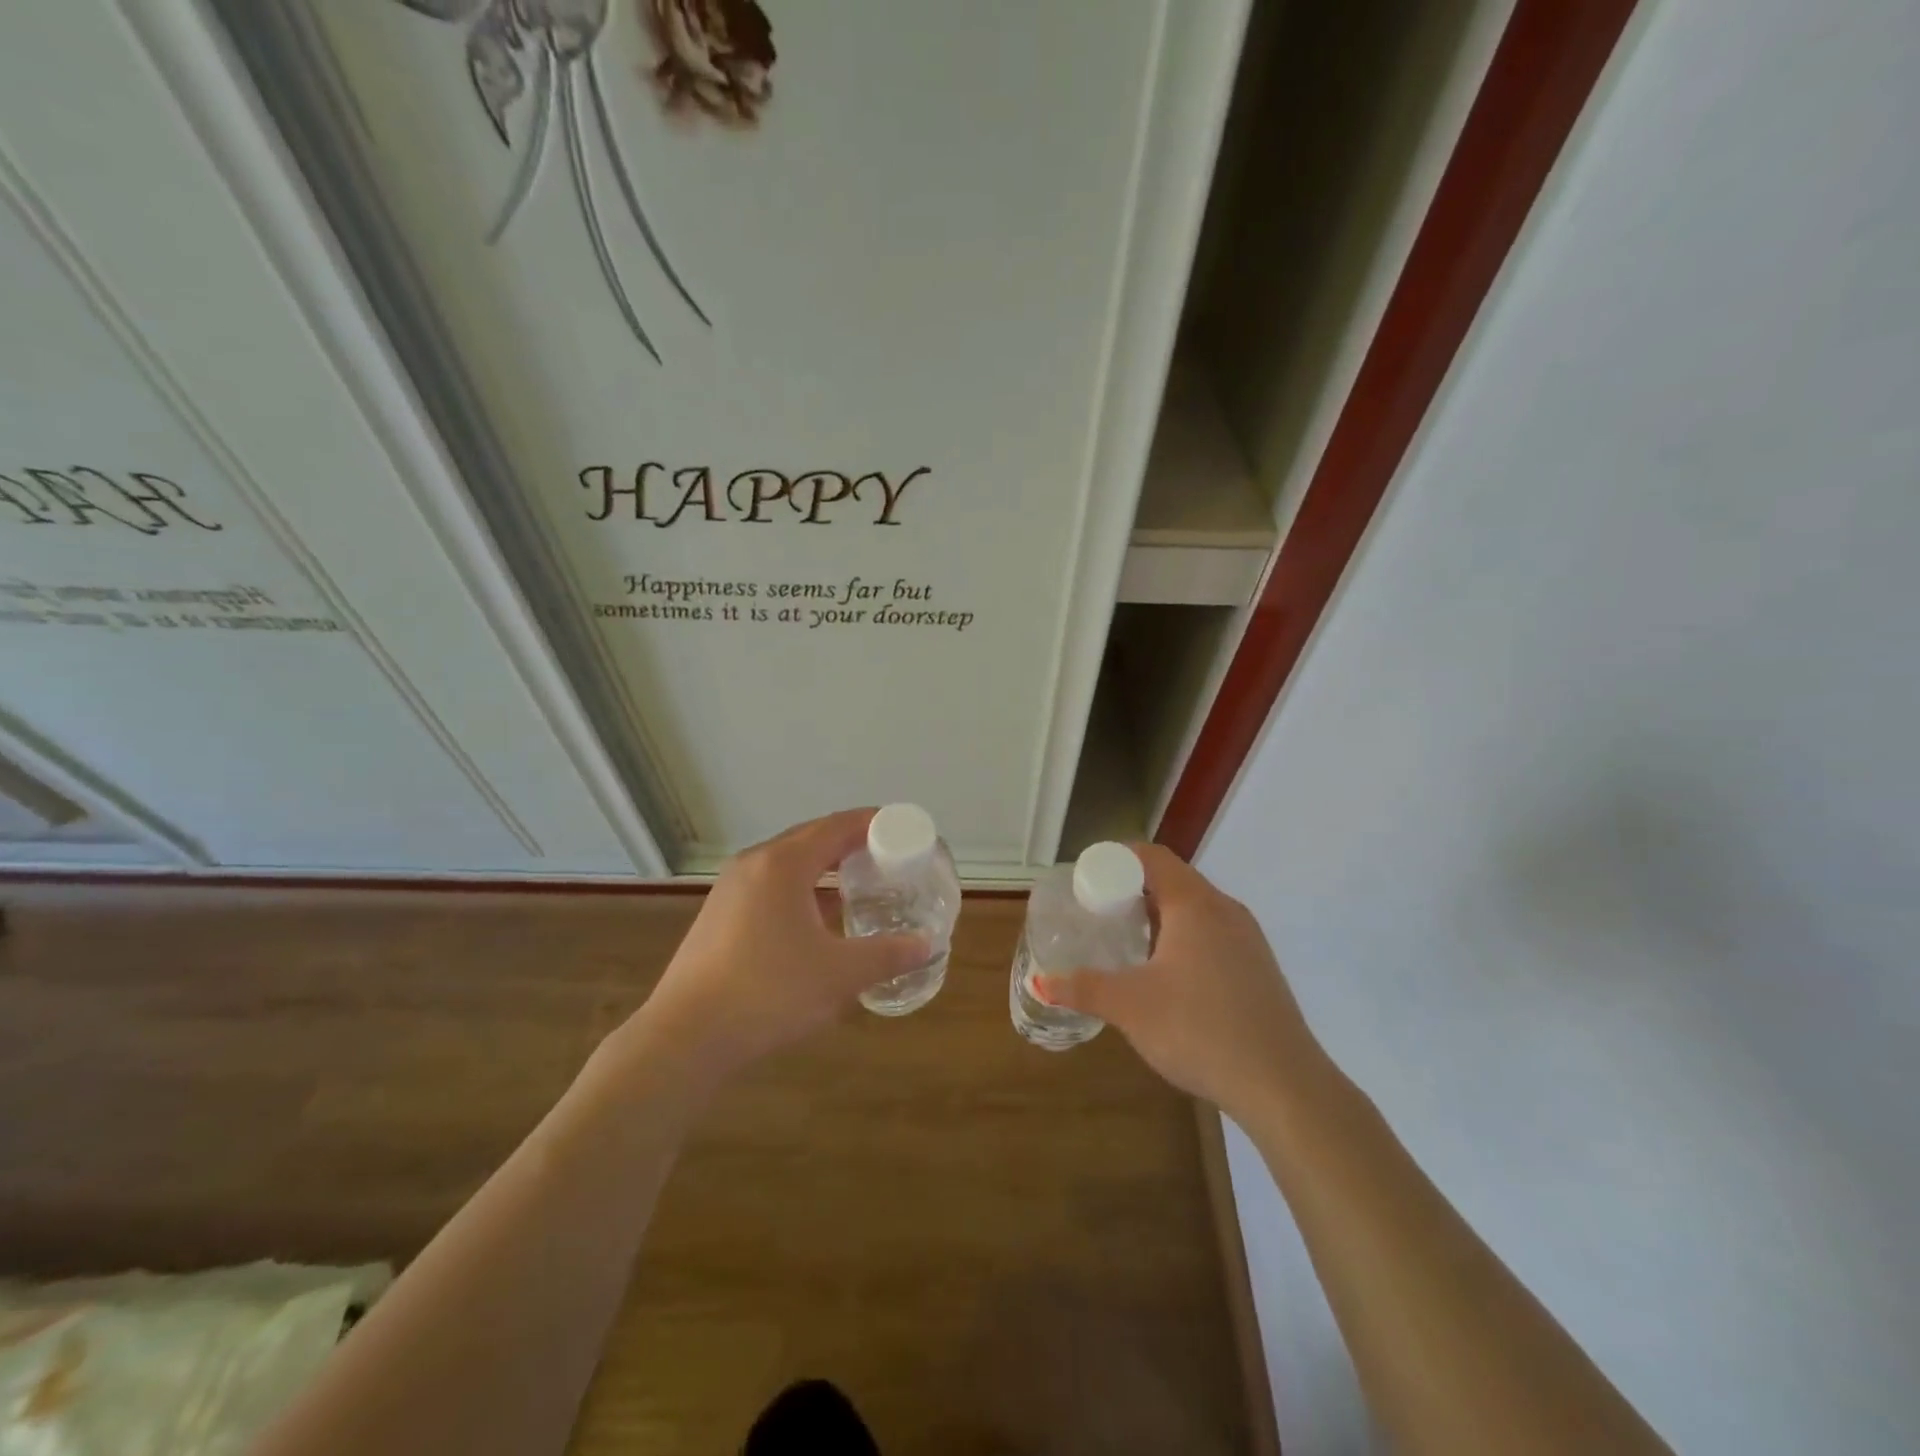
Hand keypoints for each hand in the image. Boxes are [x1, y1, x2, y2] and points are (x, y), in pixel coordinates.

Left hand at [627, 809, 928, 1082]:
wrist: (686, 1037)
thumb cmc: (769, 993)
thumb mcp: (839, 975)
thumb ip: (888, 955)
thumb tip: (926, 945)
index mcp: (783, 864)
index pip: (837, 826)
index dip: (874, 823)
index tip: (903, 829)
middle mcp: (754, 864)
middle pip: (812, 838)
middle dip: (852, 843)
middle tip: (889, 857)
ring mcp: (731, 889)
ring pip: (789, 863)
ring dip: (825, 868)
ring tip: (860, 884)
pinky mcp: (719, 915)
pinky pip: (771, 886)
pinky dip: (802, 890)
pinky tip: (819, 919)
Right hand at [1036, 844, 1327, 1116]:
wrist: (1283, 1084)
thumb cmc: (1200, 1029)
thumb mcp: (1130, 1007)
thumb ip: (1084, 988)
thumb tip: (1041, 982)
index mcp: (1194, 905)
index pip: (1153, 857)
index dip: (1118, 858)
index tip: (1089, 877)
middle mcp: (1225, 910)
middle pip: (1175, 879)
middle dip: (1135, 888)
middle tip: (1101, 910)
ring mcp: (1248, 939)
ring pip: (1196, 908)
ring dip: (1161, 914)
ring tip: (1130, 940)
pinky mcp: (1259, 967)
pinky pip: (1214, 932)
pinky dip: (1185, 936)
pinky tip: (1170, 974)